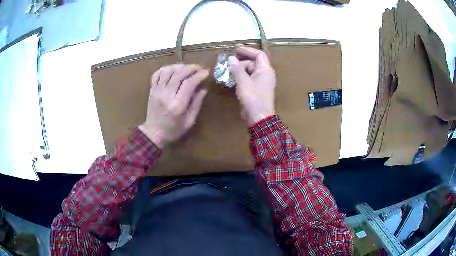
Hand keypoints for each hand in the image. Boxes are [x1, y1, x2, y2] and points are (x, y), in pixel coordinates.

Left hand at [139, 64, 208, 147]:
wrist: (153, 134)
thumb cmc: (173, 130)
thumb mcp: (189, 121)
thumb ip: (197, 104)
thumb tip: (203, 88)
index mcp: (177, 104)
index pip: (189, 83)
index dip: (199, 75)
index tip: (206, 72)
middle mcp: (166, 94)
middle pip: (179, 73)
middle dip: (191, 68)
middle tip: (199, 68)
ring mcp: (157, 91)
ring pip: (168, 71)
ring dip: (179, 66)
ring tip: (187, 68)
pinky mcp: (152, 89)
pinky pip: (157, 74)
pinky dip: (165, 69)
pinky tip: (172, 70)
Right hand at [228, 47, 275, 125]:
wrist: (259, 117)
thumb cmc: (252, 97)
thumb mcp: (242, 81)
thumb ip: (237, 68)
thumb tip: (231, 58)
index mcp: (265, 69)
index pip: (258, 54)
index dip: (247, 50)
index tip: (236, 50)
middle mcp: (266, 74)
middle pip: (254, 62)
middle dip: (242, 60)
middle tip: (230, 61)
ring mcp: (263, 82)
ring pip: (251, 70)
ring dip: (241, 69)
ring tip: (229, 70)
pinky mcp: (259, 89)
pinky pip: (250, 78)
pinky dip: (243, 76)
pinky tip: (234, 78)